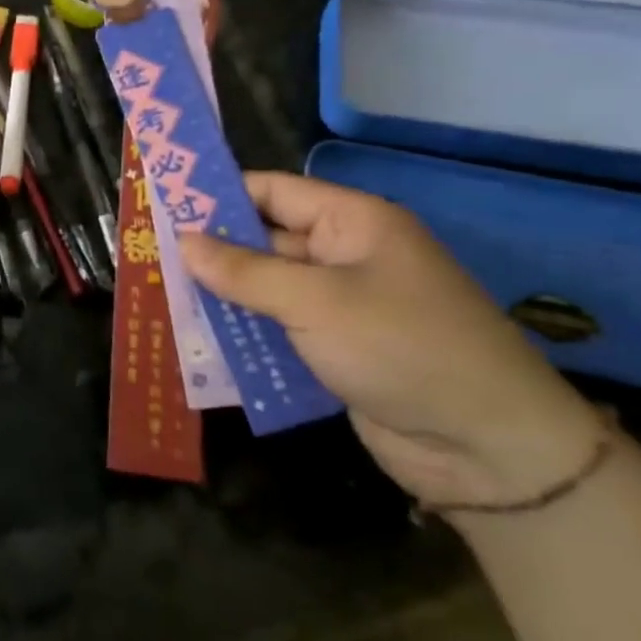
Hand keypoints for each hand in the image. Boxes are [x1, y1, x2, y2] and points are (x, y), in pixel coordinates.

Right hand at [179, 173, 606, 509]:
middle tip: (150, 257)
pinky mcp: (337, 351)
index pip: (274, 192)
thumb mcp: (316, 302)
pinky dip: (245, 335)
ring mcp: (342, 307)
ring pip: (267, 290)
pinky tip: (201, 344)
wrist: (489, 448)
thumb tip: (183, 241)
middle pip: (265, 241)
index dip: (219, 194)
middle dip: (212, 251)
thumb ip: (244, 271)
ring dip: (223, 298)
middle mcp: (346, 257)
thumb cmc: (402, 348)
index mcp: (353, 224)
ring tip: (162, 300)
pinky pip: (279, 331)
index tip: (164, 204)